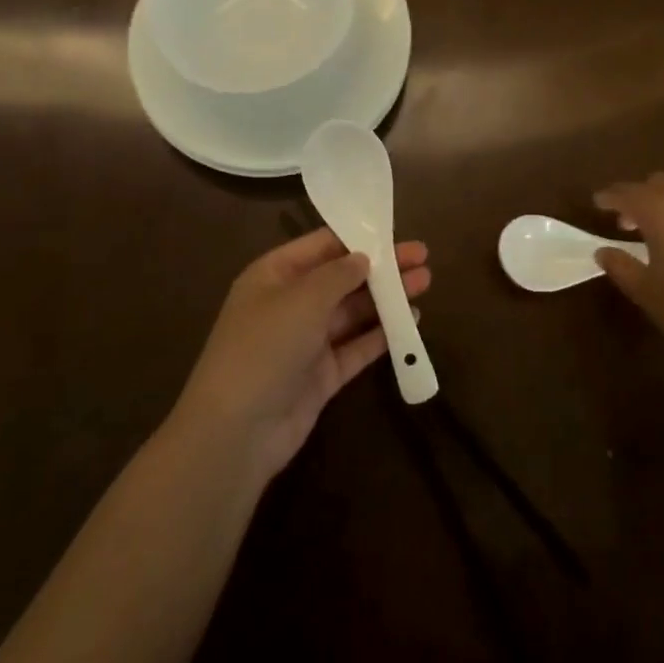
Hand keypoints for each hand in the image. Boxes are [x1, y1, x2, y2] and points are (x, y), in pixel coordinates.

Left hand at [172, 228, 431, 482]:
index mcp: (274, 274)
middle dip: (381, 267)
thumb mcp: (302, 298)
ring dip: (387, 297)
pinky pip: (356, 346)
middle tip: (423, 256)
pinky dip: (382, 334)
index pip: (321, 246)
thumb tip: (363, 258)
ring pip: (353, 311)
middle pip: (342, 277)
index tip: (396, 231)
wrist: (237, 431)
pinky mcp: (321, 375)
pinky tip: (412, 321)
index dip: (358, 237)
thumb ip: (338, 274)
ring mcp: (306, 340)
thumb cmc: (265, 347)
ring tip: (425, 283)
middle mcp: (290, 303)